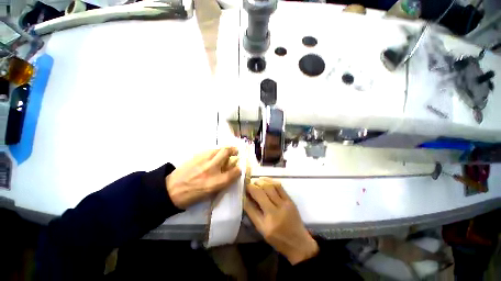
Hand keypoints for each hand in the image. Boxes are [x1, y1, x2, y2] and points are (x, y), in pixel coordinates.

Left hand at [166, 147, 240, 208]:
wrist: (171, 190)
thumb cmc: (192, 195)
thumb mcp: (211, 193)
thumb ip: (223, 182)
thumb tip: (231, 173)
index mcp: (215, 182)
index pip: (234, 172)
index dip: (239, 169)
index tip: (239, 168)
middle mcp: (211, 169)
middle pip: (226, 152)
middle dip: (233, 150)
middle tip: (235, 151)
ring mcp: (203, 160)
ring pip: (218, 148)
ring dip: (224, 149)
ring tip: (225, 152)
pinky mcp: (196, 156)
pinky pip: (210, 150)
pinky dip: (215, 151)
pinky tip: (214, 155)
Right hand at [244, 178, 318, 264]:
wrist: (299, 243)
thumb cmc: (278, 239)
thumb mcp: (262, 230)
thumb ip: (252, 213)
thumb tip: (245, 198)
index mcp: (267, 223)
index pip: (252, 204)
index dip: (247, 193)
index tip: (244, 189)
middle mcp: (276, 212)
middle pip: (261, 192)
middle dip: (253, 185)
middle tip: (250, 185)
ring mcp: (285, 204)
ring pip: (270, 186)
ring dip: (261, 182)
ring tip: (257, 182)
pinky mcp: (290, 200)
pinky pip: (279, 186)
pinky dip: (271, 181)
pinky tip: (266, 181)